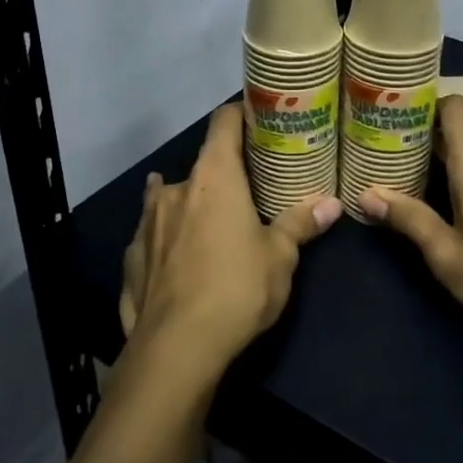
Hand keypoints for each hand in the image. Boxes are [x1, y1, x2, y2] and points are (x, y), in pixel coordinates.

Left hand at [118, 104, 341, 381]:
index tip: (255, 116)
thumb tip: (332, 203)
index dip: (238, 114)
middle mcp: (175, 190)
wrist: (176, 348)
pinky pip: (153, 237)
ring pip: (169, 200)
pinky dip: (167, 240)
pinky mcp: (130, 258)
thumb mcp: (279, 257)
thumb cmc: (237, 288)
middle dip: (221, 177)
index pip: (223, 124)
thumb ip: (300, 224)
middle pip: (200, 167)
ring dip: (188, 206)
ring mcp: (146, 224)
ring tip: (207, 225)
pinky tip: (177, 262)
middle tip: (245, 193)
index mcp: (214, 179)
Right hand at [359, 95, 462, 349]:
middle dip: (423, 137)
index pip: (455, 108)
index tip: (394, 111)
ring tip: (408, 176)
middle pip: (459, 133)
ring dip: (443, 162)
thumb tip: (367, 194)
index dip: (426, 101)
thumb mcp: (448, 256)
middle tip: (385, 149)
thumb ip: (410, 220)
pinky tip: (449, 204)